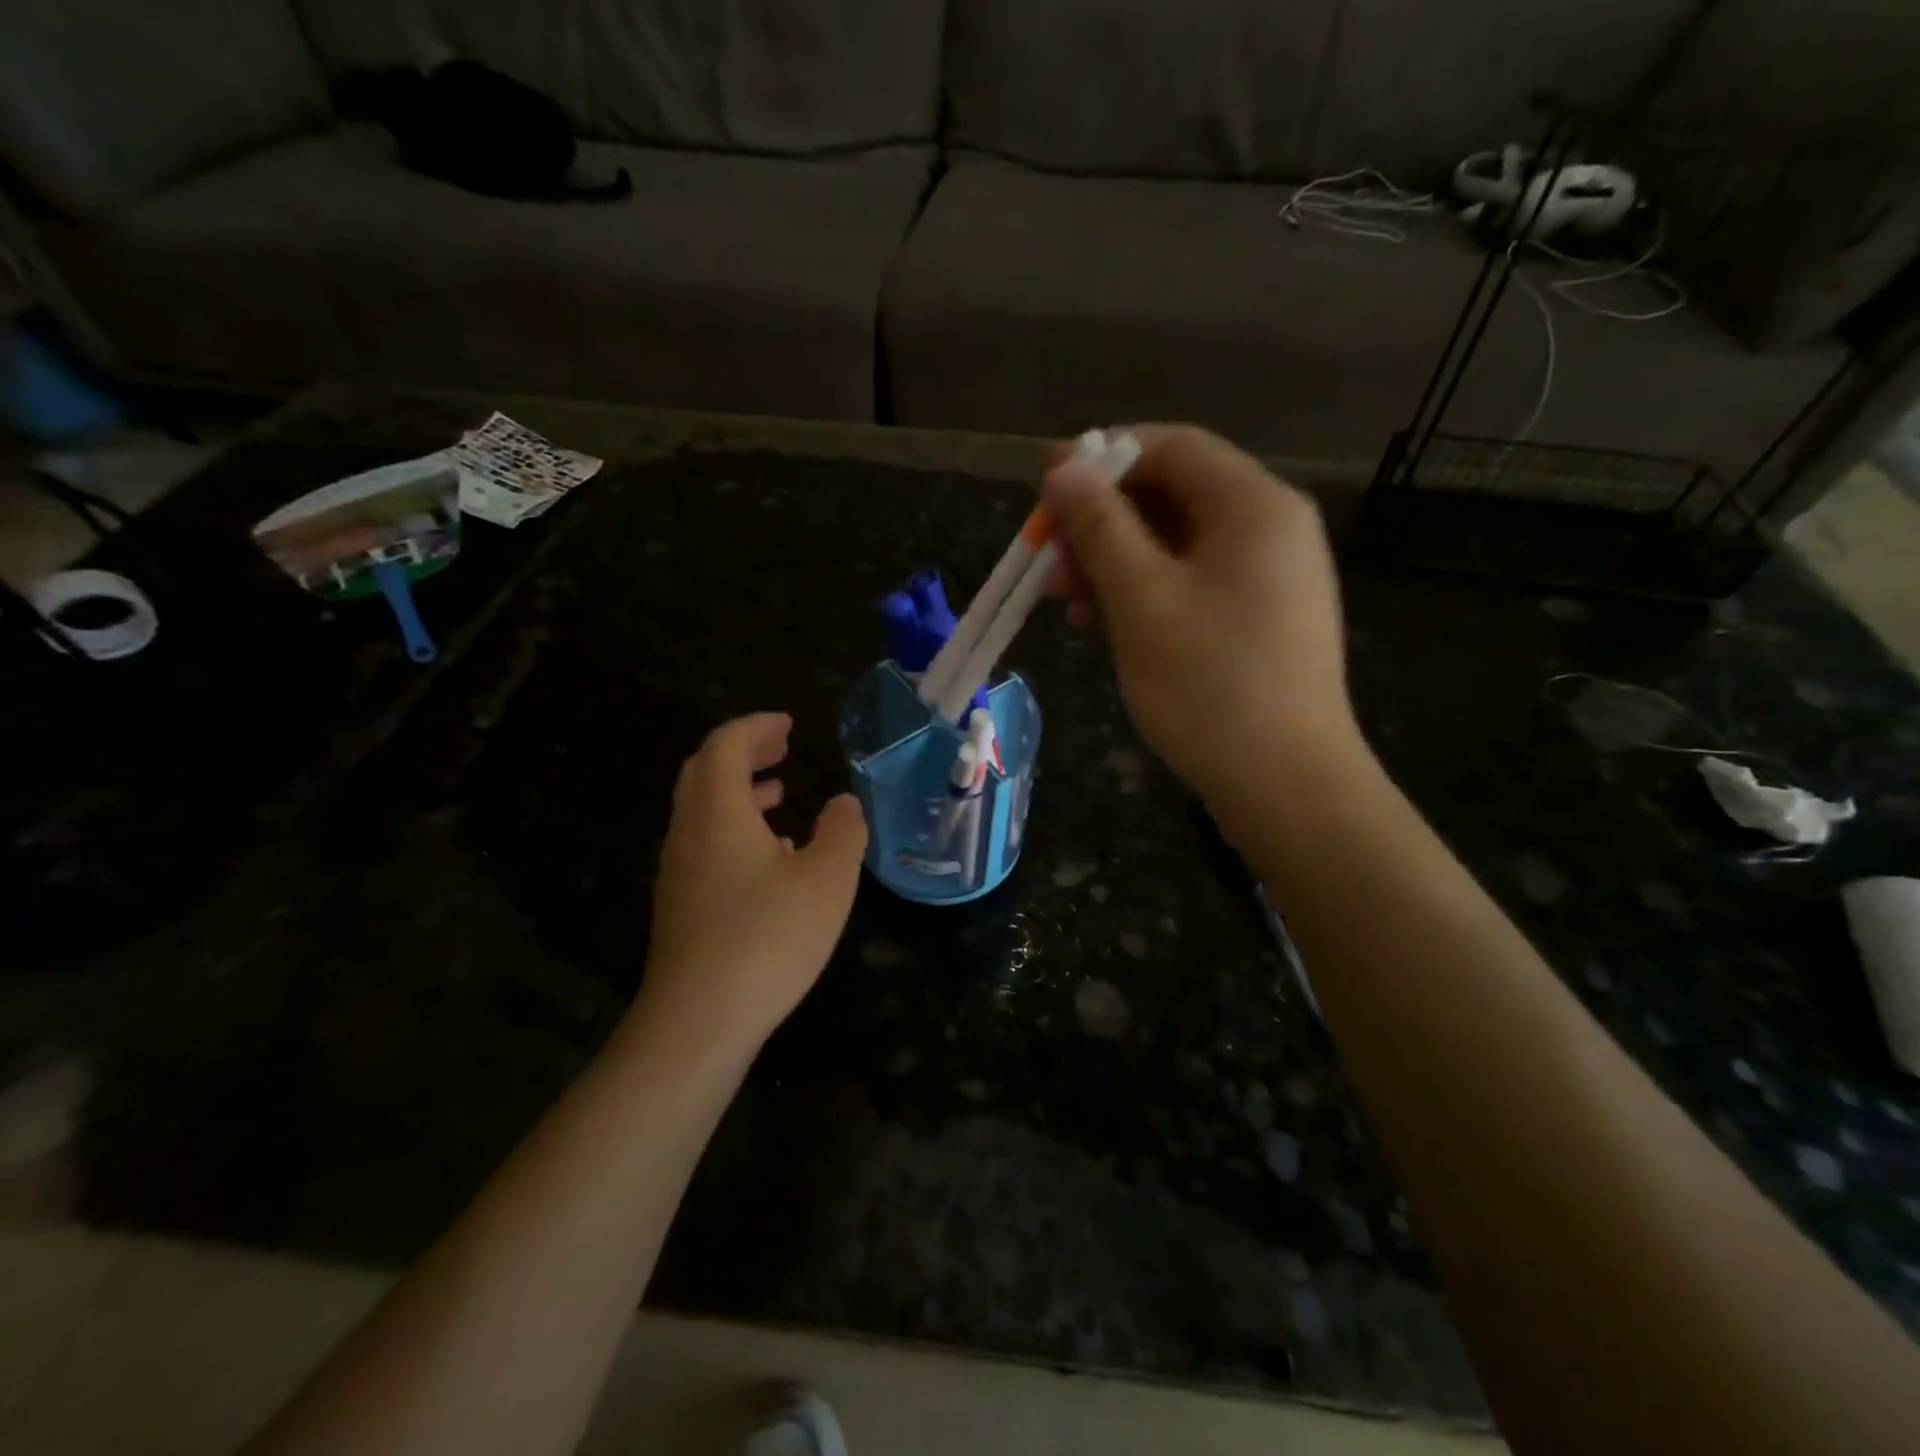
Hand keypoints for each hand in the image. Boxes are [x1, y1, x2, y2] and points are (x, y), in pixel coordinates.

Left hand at [635, 713, 867, 1057]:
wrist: (698, 1021)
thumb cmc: (768, 938)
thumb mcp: (827, 880)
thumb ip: (843, 832)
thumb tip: (843, 803)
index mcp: (718, 813)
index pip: (725, 745)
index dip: (756, 726)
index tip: (788, 725)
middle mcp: (689, 833)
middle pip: (704, 771)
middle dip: (743, 751)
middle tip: (782, 748)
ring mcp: (678, 871)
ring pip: (702, 809)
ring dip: (738, 790)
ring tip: (779, 793)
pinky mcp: (680, 904)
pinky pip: (703, 843)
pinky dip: (733, 827)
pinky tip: (769, 857)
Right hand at [1042, 425, 1360, 806]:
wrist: (1286, 785)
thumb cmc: (1210, 686)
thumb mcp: (1142, 601)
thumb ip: (1100, 528)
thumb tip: (1063, 469)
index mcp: (1253, 505)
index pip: (1170, 446)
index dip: (1101, 459)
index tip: (1044, 489)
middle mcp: (1268, 528)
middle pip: (1170, 495)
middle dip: (1101, 523)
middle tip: (1047, 561)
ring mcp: (1267, 577)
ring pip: (1175, 545)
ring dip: (1114, 564)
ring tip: (1066, 603)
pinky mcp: (1257, 619)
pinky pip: (1191, 584)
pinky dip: (1143, 595)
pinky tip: (1103, 626)